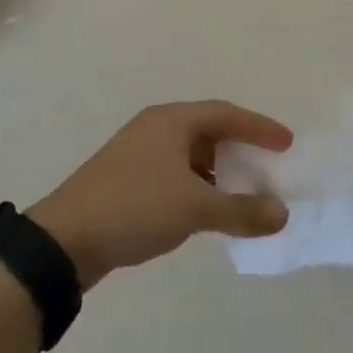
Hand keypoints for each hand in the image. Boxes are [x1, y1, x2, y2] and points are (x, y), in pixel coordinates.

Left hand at [28, 101, 293, 288]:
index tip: (287, 143)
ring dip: (219, 171)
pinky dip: (198, 186)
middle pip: (208, 130)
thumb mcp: (194, 208)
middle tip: (268, 166)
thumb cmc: (135, 207)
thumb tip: (281, 213)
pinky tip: (208, 210)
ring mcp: (138, 153)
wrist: (66, 239)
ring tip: (244, 192)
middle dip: (240, 149)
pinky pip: (175, 173)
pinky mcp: (128, 179)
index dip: (259, 127)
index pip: (226, 114)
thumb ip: (241, 210)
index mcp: (171, 120)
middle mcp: (156, 128)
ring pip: (191, 155)